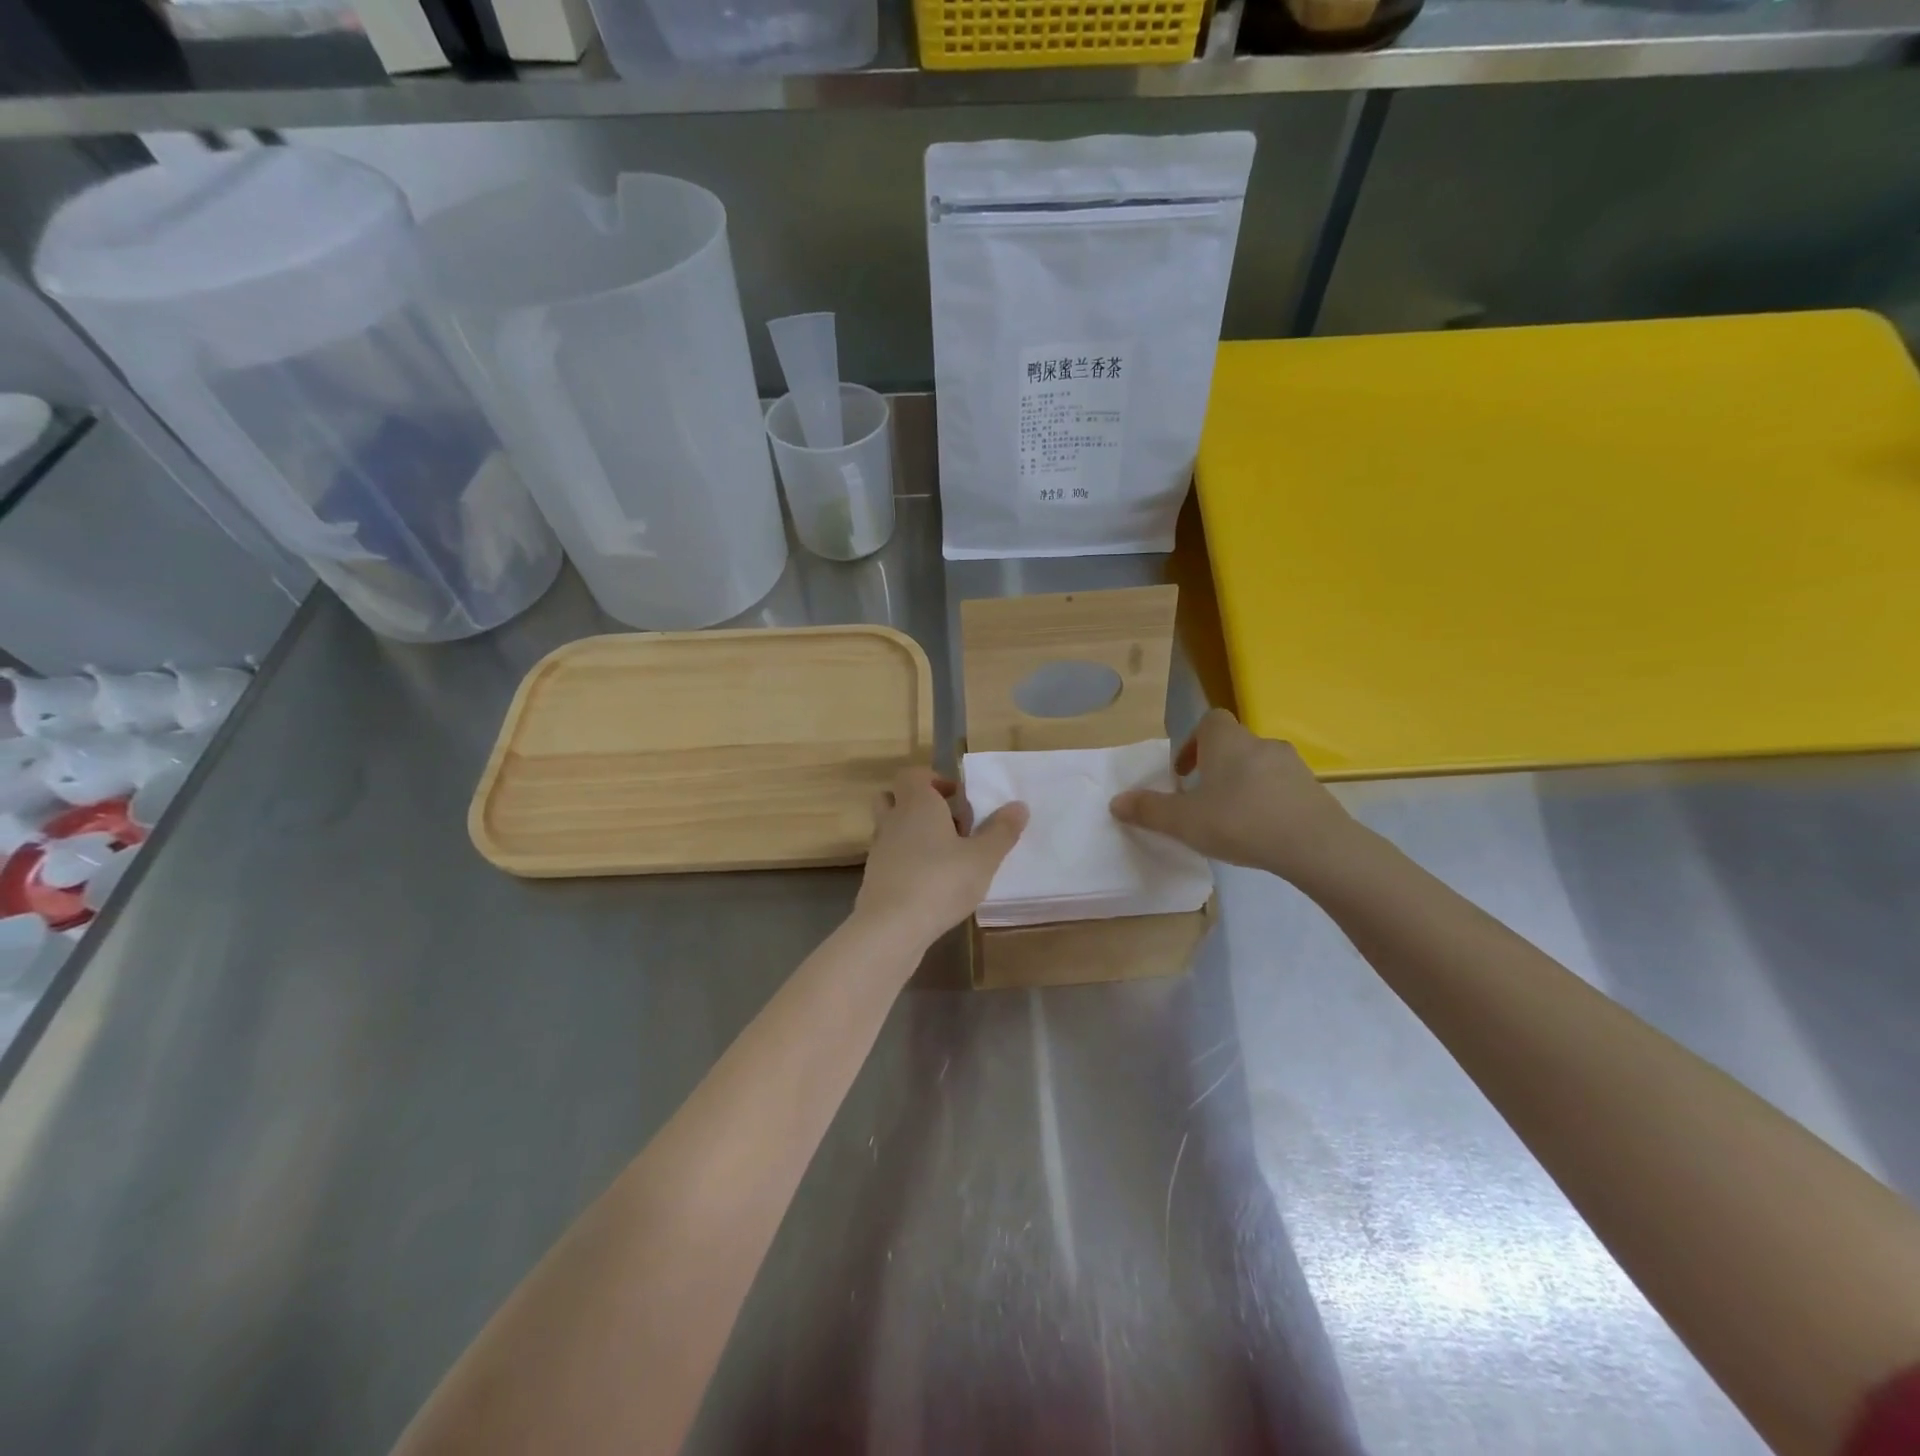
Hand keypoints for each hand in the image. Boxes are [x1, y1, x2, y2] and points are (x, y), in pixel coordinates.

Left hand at [854, 766, 1027, 948]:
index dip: (934, 780)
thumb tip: (1019, 806)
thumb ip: (1001, 831)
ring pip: (891, 828)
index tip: (958, 798)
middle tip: (950, 823)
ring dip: (913, 833)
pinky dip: (906, 861)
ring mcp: (879, 849)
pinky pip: (890, 857)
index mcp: (917, 803)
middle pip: (895, 797)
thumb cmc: (941, 881)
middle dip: (919, 804)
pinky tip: (930, 882)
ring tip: (944, 854)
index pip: (914, 775)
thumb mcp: (983, 857)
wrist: (891, 927)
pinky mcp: (874, 877)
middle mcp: (893, 820)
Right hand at [1110, 709, 1359, 887]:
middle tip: (1202, 799)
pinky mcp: (1313, 790)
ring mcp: (1292, 765)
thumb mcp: (1184, 821)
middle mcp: (1260, 743)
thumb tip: (1116, 802)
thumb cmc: (1240, 821)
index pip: (1209, 720)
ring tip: (1231, 818)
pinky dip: (1267, 801)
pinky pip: (1281, 787)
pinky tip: (1261, 830)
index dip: (1193, 742)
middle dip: (1215, 767)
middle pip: (1233, 744)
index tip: (1184, 772)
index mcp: (1227, 741)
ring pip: (1258, 766)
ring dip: (1242, 784)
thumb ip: (1149, 810)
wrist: (1315, 845)